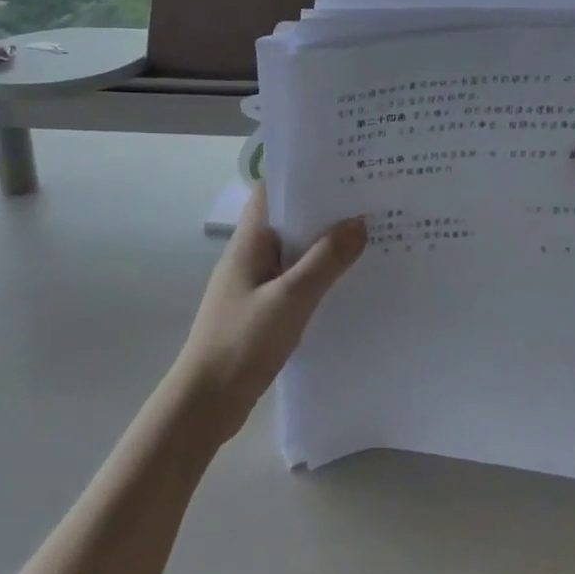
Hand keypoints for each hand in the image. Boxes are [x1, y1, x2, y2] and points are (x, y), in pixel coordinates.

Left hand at [173, 184, 366, 444]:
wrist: (205, 404)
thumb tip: (359, 221)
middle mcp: (250, 256)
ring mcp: (255, 285)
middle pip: (288, 220)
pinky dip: (319, 277)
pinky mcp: (262, 311)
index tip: (342, 169)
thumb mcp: (290, 299)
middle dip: (324, 210)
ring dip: (324, 246)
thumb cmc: (242, 342)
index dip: (303, 176)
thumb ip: (325, 261)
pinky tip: (348, 284)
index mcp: (249, 242)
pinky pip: (295, 282)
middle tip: (370, 201)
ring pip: (294, 253)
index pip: (272, 191)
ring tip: (369, 237)